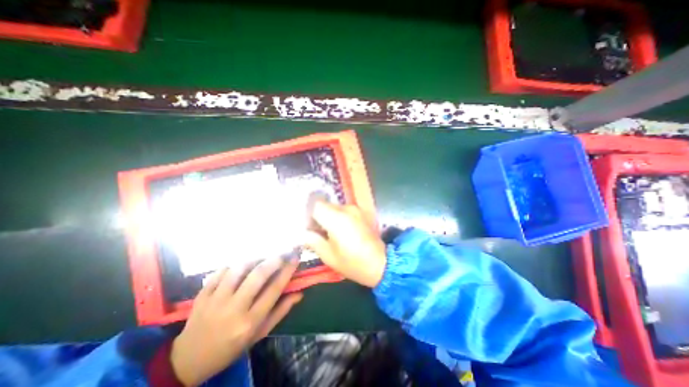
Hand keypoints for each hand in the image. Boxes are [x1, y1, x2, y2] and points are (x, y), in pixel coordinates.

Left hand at [169, 259, 300, 384]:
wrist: (189, 360)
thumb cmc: (232, 347)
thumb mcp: (260, 334)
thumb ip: (280, 312)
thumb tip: (299, 293)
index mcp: (250, 321)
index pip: (274, 289)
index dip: (287, 271)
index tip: (295, 258)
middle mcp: (233, 309)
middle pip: (257, 276)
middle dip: (274, 260)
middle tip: (283, 252)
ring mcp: (214, 301)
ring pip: (238, 269)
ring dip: (254, 259)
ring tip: (262, 257)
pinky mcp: (201, 295)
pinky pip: (220, 272)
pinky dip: (234, 265)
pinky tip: (240, 267)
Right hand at [304, 202, 385, 287]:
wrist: (381, 263)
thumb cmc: (352, 262)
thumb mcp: (328, 256)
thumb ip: (312, 241)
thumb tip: (302, 233)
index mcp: (336, 218)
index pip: (315, 204)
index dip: (308, 213)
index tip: (307, 226)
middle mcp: (346, 208)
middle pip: (325, 205)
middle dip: (317, 216)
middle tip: (316, 232)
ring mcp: (356, 209)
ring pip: (334, 208)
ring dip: (328, 217)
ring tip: (329, 233)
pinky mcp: (362, 212)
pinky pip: (344, 211)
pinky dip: (338, 217)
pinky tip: (341, 231)